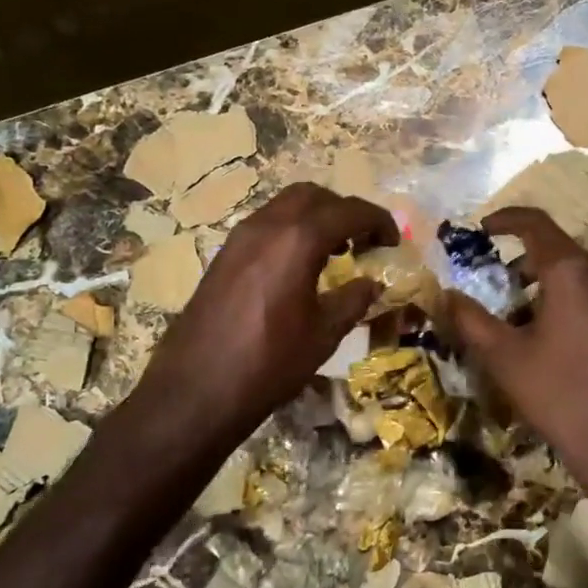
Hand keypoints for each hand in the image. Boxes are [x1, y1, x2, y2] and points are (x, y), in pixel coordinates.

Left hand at [122, 183, 395, 458]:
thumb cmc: (269, 364)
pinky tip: (298, 268)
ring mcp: (239, 238)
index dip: (378, 220)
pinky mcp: (223, 255)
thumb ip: (353, 300)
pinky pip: (265, 225)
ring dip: (315, 218)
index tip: (392, 242)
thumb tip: (372, 283)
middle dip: (344, 210)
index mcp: (298, 240)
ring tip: (334, 252)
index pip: (349, 211)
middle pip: (313, 196)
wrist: (195, 391)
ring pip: (285, 206)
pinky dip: (290, 231)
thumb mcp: (323, 335)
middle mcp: (267, 226)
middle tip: (362, 241)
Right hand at [445, 208, 587, 517]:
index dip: (505, 219)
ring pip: (577, 274)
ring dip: (544, 283)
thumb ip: (470, 320)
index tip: (481, 229)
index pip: (536, 223)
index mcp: (572, 272)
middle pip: (557, 249)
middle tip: (492, 282)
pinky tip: (550, 338)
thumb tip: (445, 295)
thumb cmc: (562, 396)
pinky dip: (567, 300)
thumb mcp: (505, 358)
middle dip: (521, 259)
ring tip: (516, 315)